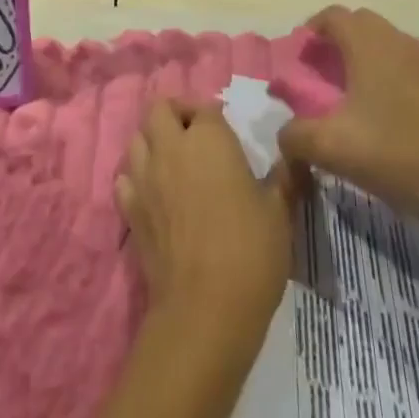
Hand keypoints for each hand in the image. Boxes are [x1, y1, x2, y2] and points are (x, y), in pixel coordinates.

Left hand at [116, 100, 295, 344]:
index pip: (205, 108)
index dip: (216, 116)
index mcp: (208, 139)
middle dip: (176, 114)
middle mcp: (171, 148)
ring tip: (174, 161)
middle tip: (196, 136)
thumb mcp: (280, 211)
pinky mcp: (130, 209)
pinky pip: (125, 178)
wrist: (205, 309)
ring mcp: (145, 178)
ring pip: (137, 139)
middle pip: (160, 110)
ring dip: (153, 141)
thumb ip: (285, 177)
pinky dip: (135, 177)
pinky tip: (153, 193)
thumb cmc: (250, 251)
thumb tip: (294, 154)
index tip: (229, 132)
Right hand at [278, 7, 418, 246]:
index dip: (312, 29)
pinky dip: (394, 78)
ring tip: (355, 98)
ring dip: (368, 60)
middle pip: (363, 25)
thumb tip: (284, 132)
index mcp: (370, 46)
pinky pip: (413, 68)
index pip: (334, 15)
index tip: (301, 55)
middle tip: (323, 75)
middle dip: (338, 42)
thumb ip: (295, 136)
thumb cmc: (400, 156)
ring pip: (390, 46)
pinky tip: (392, 118)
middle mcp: (402, 43)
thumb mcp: (332, 150)